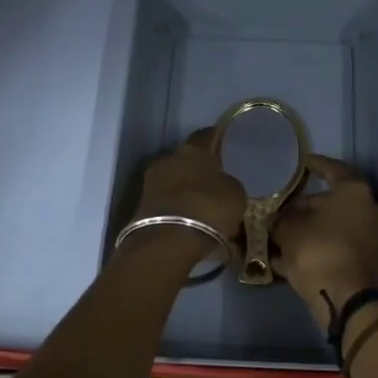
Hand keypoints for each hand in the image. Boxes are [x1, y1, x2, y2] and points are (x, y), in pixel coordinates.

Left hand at [129, 130, 246, 259]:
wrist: (168, 241)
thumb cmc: (208, 208)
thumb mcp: (235, 194)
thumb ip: (228, 183)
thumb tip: (221, 184)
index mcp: (193, 148)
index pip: (206, 135)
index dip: (216, 139)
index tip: (224, 144)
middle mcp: (169, 158)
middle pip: (186, 158)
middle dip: (198, 168)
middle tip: (213, 180)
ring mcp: (151, 181)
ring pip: (174, 180)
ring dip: (185, 188)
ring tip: (202, 204)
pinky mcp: (141, 205)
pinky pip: (166, 200)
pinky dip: (177, 206)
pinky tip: (189, 218)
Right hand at [272, 155, 377, 321]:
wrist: (346, 300)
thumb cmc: (318, 250)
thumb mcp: (288, 229)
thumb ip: (281, 218)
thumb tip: (277, 219)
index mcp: (354, 192)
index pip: (333, 169)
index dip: (315, 165)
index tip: (302, 163)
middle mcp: (368, 210)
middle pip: (333, 201)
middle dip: (306, 206)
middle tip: (282, 208)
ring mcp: (370, 238)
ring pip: (332, 227)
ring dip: (309, 229)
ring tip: (279, 234)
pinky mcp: (365, 262)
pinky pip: (335, 248)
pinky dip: (316, 248)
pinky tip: (289, 258)